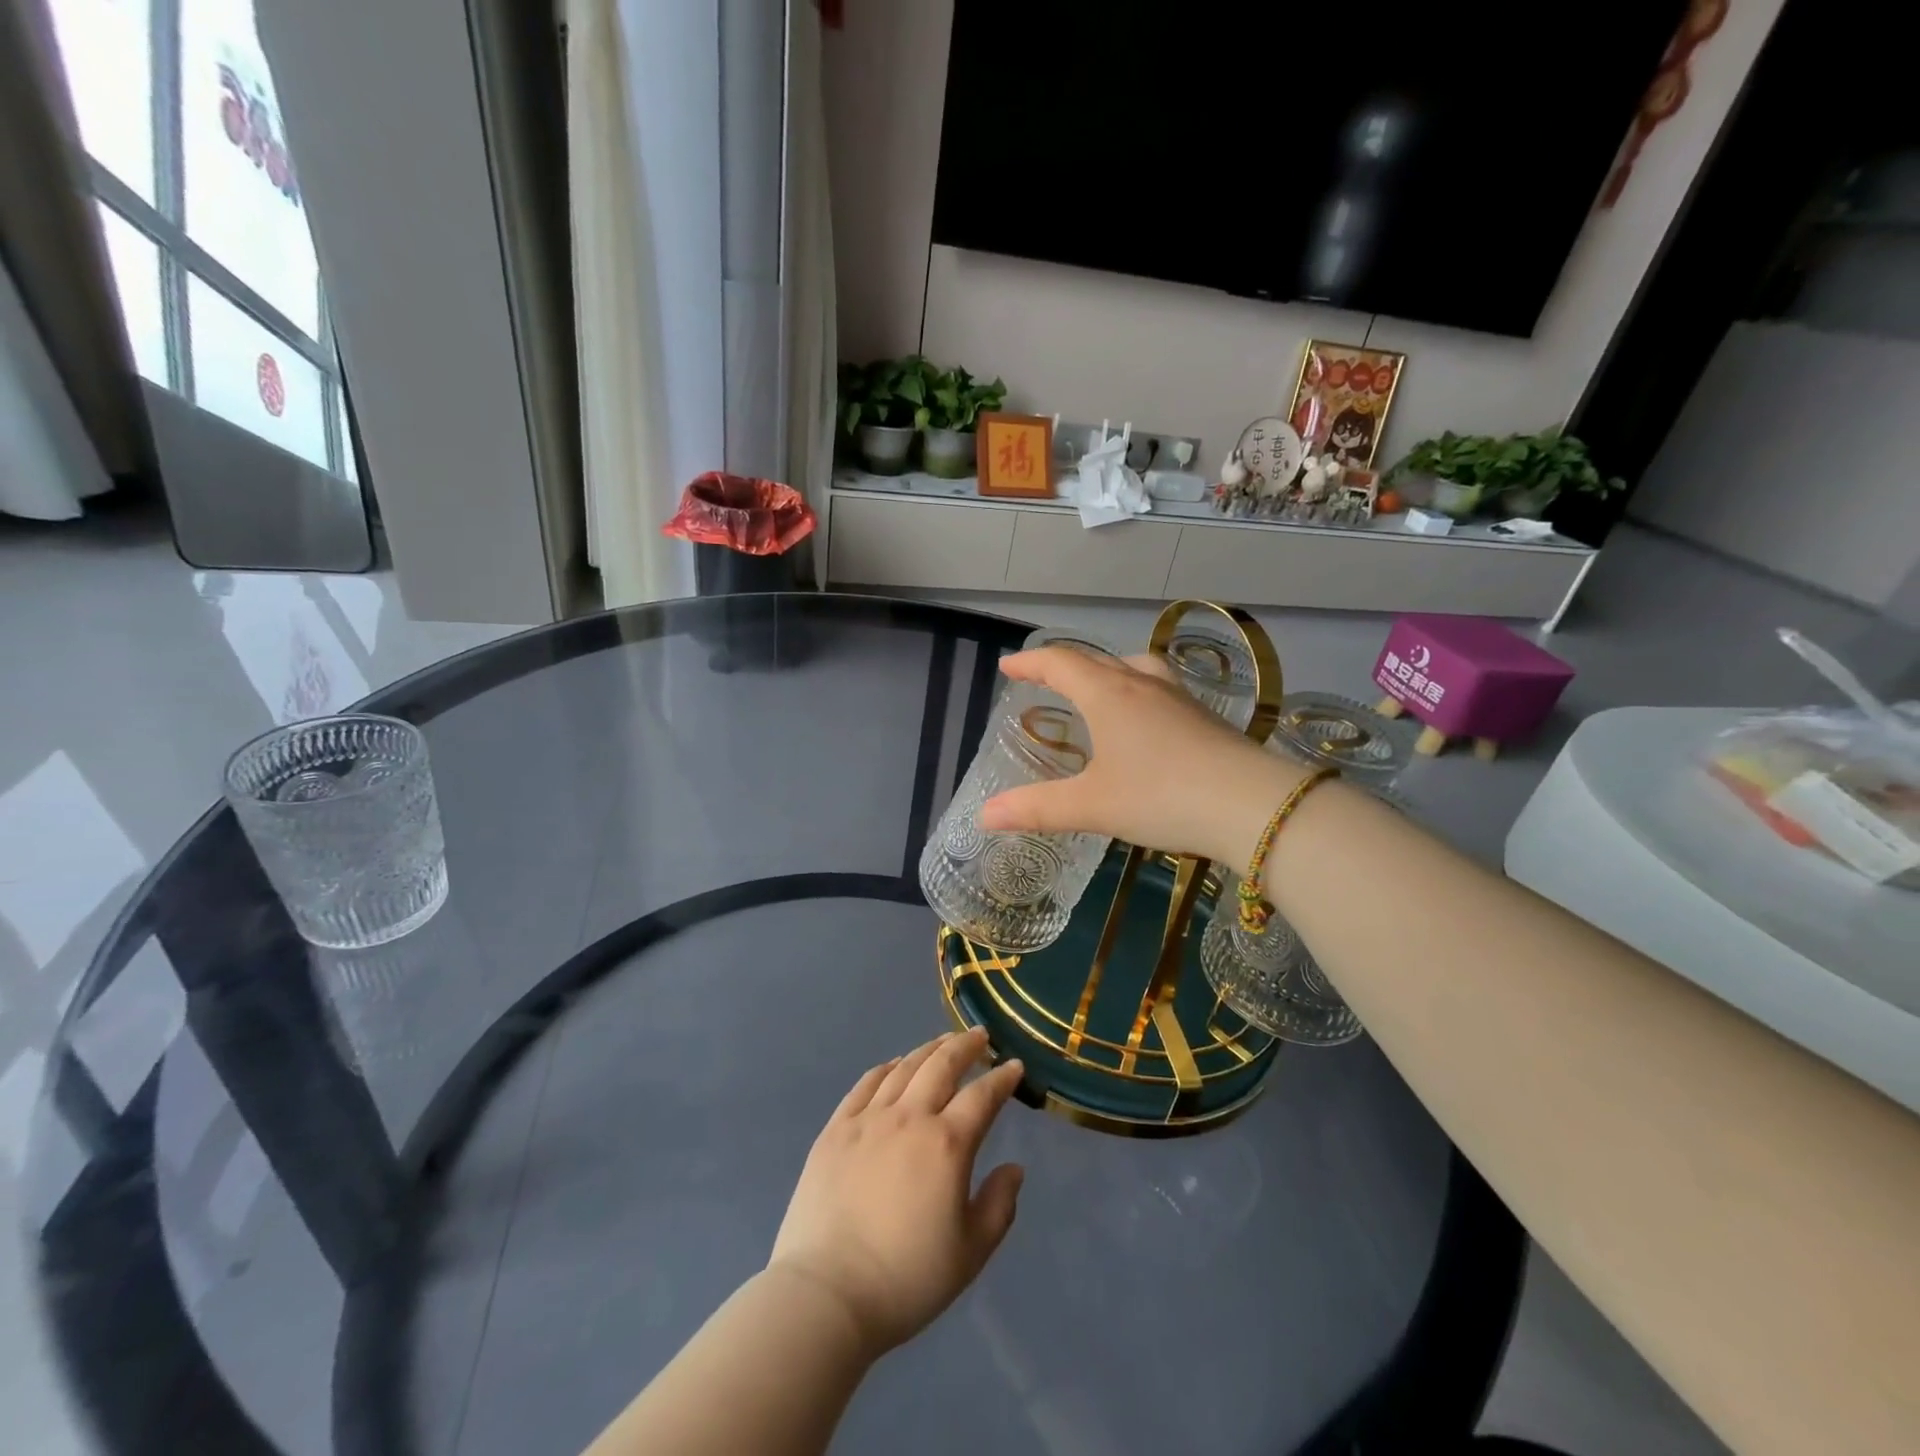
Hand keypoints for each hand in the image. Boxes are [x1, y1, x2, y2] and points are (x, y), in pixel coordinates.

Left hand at [768, 1029, 1025, 1357]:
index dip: (1002, 1078)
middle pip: (942, 1065)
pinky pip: (866, 1084)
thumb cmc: (906, 1280)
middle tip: (979, 1036)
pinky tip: (894, 1065)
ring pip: (904, 1067)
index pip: (982, 1097)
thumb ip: (998, 1205)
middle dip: (965, 1046)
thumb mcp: (970, 1253)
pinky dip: (886, 1068)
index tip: (1014, 1066)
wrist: (826, 1294)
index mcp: (947, 1144)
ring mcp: (868, 1119)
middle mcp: (909, 1117)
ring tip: (942, 1042)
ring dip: (928, 1050)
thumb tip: (1014, 1168)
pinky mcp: (836, 1129)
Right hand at [977, 647, 1313, 873]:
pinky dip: (1138, 694)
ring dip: (1108, 673)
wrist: (1253, 806)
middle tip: (1046, 680)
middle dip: (1066, 667)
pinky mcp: (1206, 718)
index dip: (1031, 662)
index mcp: (1109, 695)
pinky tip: (1147, 724)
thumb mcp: (1092, 806)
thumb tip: (984, 816)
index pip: (1061, 664)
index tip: (1008, 666)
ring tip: (1098, 692)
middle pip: (1098, 661)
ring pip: (1136, 669)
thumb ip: (1037, 808)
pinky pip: (1160, 690)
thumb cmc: (1162, 796)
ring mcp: (1179, 698)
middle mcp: (1143, 685)